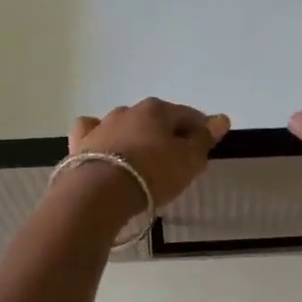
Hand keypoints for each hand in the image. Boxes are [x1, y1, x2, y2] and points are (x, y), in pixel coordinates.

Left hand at [68, 98, 231, 209]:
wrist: (100, 192)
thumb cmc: (153, 173)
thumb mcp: (188, 160)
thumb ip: (204, 139)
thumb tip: (221, 118)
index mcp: (157, 109)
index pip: (188, 115)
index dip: (200, 130)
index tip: (206, 148)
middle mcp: (128, 110)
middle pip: (156, 120)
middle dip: (167, 135)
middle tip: (176, 160)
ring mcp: (102, 125)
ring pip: (125, 125)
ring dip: (136, 137)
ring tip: (141, 161)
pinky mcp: (81, 143)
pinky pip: (93, 133)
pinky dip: (101, 139)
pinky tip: (105, 149)